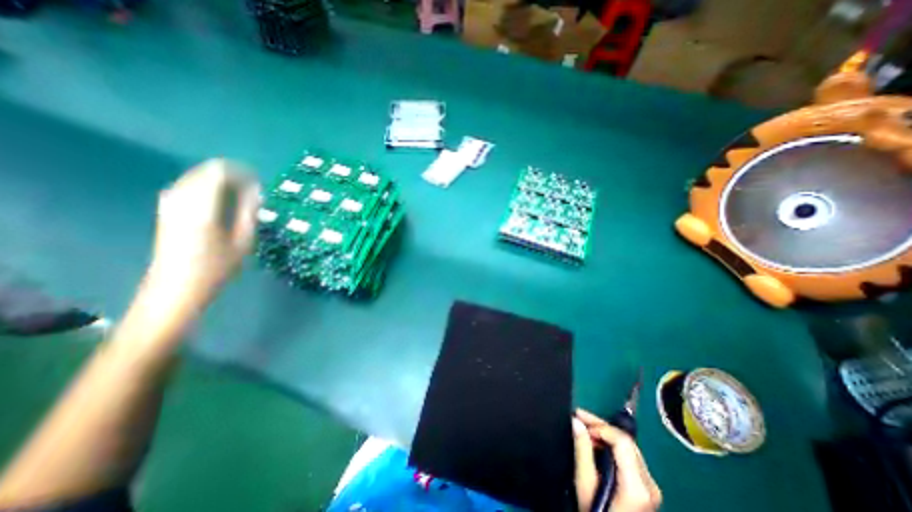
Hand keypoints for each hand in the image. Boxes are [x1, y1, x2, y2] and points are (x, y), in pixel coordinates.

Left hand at [147, 159, 257, 308]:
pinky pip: (188, 186)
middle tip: (253, 187)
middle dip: (230, 174)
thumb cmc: (217, 267)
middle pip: (204, 171)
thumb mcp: (243, 241)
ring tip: (241, 193)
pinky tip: (221, 199)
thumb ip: (249, 212)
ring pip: (195, 177)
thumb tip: (256, 191)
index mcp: (201, 207)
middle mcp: (181, 199)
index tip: (258, 180)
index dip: (240, 172)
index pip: (218, 173)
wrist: (177, 288)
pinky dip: (208, 187)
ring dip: (219, 180)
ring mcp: (170, 204)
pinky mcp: (167, 210)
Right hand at [572, 409, 660, 510]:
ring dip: (604, 434)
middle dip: (600, 426)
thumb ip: (582, 450)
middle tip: (578, 418)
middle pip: (625, 441)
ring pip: (627, 446)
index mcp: (637, 486)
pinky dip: (611, 446)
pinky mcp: (648, 489)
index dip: (600, 425)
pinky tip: (595, 443)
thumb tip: (576, 422)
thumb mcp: (585, 485)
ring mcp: (651, 487)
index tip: (580, 420)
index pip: (622, 440)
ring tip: (584, 430)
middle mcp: (650, 484)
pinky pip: (629, 456)